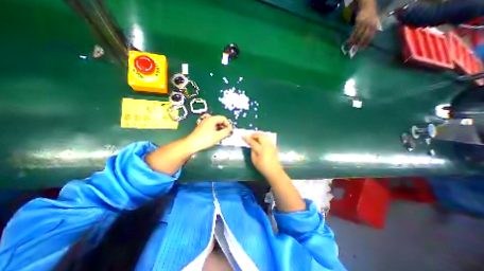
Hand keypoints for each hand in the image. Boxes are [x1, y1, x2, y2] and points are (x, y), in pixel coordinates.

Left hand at [186, 114, 232, 151]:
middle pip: (220, 121)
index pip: (223, 118)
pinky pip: (212, 127)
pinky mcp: (202, 128)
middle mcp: (208, 119)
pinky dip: (216, 130)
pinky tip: (217, 136)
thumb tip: (231, 128)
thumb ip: (226, 131)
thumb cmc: (206, 139)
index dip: (228, 124)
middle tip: (227, 134)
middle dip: (225, 127)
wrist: (192, 144)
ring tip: (223, 136)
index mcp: (212, 119)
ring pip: (216, 124)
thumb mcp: (218, 136)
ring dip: (221, 129)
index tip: (230, 131)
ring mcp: (204, 123)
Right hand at [241, 133, 284, 176]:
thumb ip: (252, 151)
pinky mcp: (274, 146)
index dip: (247, 138)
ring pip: (265, 135)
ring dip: (259, 135)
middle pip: (260, 136)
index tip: (243, 135)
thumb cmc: (263, 167)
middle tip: (250, 136)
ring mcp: (271, 145)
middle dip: (254, 134)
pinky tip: (260, 140)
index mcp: (261, 150)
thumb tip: (252, 145)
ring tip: (255, 137)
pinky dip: (263, 137)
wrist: (274, 171)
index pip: (252, 142)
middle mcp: (267, 145)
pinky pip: (267, 138)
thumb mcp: (254, 160)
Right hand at [351, 6, 379, 46]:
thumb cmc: (371, 16)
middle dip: (360, 44)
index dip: (366, 43)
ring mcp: (364, 24)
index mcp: (375, 26)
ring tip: (349, 48)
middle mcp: (370, 25)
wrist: (367, 7)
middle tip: (356, 49)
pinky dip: (350, 38)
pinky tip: (347, 43)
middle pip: (364, 37)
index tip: (362, 49)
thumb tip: (367, 41)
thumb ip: (372, 30)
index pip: (371, 36)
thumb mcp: (374, 22)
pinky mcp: (358, 24)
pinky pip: (353, 33)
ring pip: (358, 36)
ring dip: (353, 42)